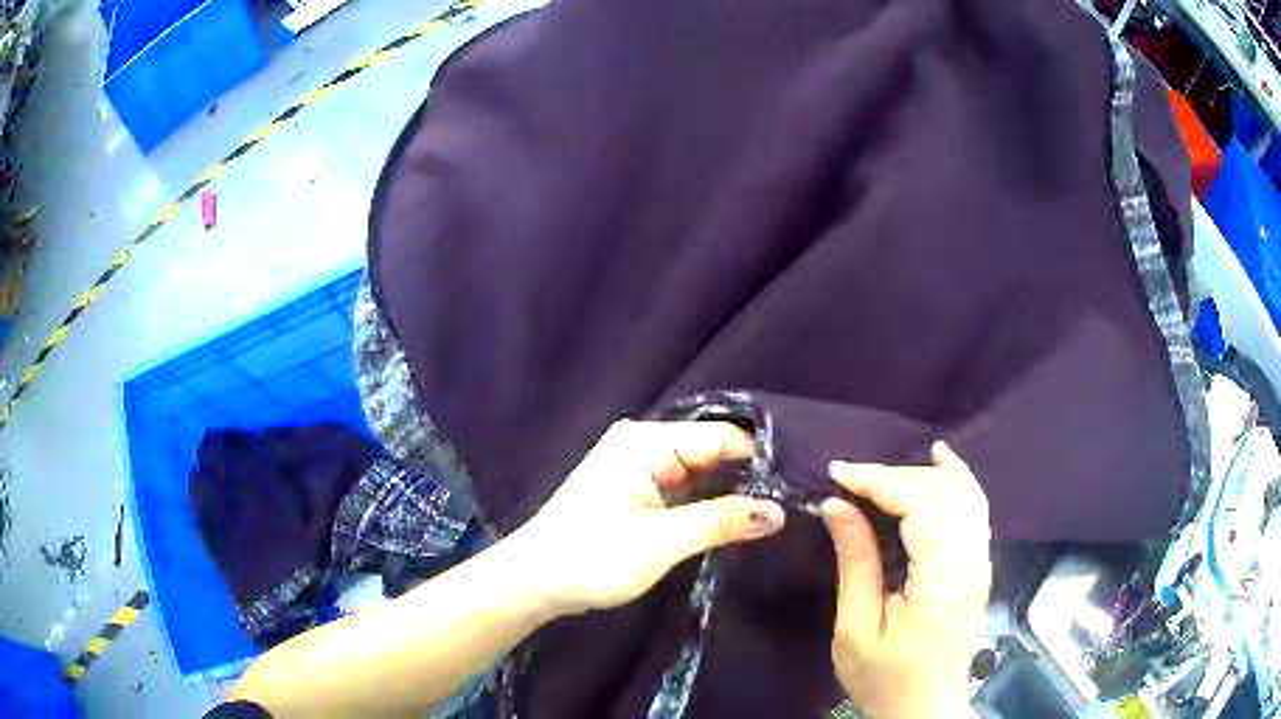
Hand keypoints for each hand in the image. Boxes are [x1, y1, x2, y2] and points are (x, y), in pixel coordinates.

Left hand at [512, 420, 786, 616]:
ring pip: (701, 472)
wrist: (533, 582)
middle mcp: (644, 444)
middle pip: (712, 451)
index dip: (761, 458)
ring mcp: (639, 468)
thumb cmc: (591, 558)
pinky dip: (709, 503)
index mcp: (646, 441)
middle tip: (796, 498)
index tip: (799, 482)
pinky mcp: (637, 492)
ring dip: (731, 491)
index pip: (720, 437)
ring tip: (779, 508)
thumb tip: (780, 511)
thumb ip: (721, 521)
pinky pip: (685, 489)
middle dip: (750, 475)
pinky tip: (740, 517)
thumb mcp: (661, 542)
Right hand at [822, 442, 990, 718]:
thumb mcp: (856, 630)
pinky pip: (975, 508)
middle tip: (849, 479)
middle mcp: (971, 561)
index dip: (878, 480)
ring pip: (963, 493)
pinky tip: (942, 462)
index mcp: (942, 580)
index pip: (919, 505)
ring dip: (923, 473)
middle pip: (941, 492)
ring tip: (884, 467)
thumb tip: (837, 505)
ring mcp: (981, 561)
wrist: (926, 709)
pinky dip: (958, 479)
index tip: (836, 473)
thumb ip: (855, 563)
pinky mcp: (981, 565)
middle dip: (894, 475)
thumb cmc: (885, 679)